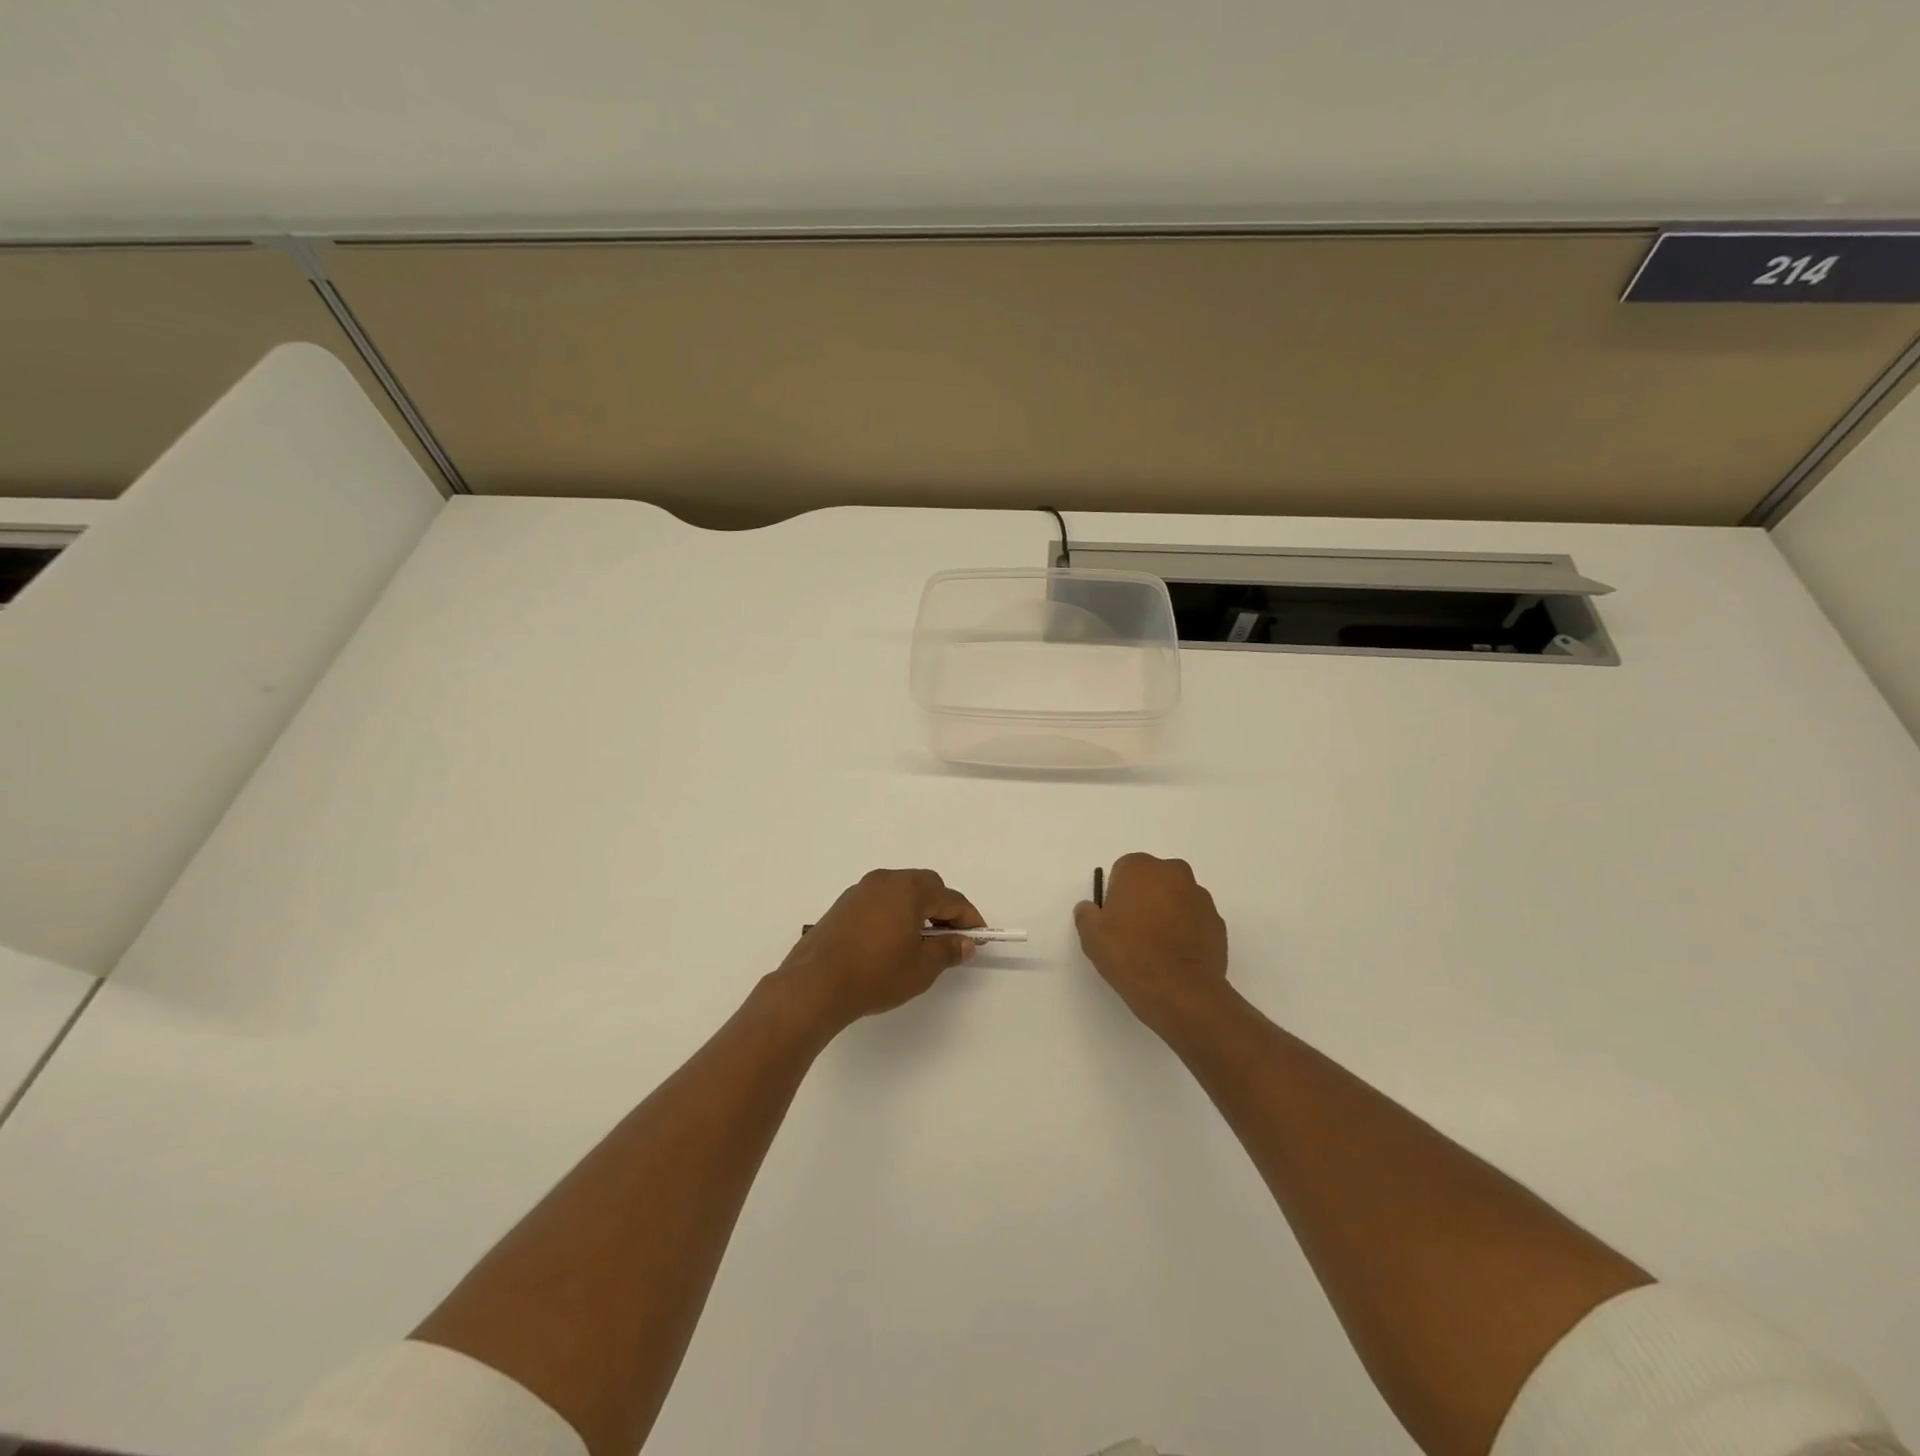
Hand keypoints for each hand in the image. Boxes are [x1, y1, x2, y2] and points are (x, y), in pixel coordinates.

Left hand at [779, 869, 984, 1033]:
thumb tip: (965, 942)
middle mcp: (885, 881)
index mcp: (909, 889)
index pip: (951, 899)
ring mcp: (861, 890)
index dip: (969, 918)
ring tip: (922, 942)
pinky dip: (894, 913)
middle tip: (952, 938)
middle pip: (926, 886)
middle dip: (944, 909)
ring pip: (901, 892)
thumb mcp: (921, 968)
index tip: (979, 937)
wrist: (815, 984)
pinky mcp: (843, 905)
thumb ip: (948, 950)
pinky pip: (880, 901)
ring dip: (918, 910)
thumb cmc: (876, 974)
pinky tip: (892, 941)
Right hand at [1075, 853, 1229, 1031]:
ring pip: (1177, 899)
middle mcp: (1174, 873)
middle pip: (1154, 880)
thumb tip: (1090, 909)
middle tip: (1133, 931)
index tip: (1114, 919)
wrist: (1178, 990)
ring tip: (1156, 948)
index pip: (1123, 871)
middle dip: (1145, 898)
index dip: (1116, 895)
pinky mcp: (1218, 923)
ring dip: (1168, 914)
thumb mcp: (1091, 935)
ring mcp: (1201, 898)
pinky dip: (1186, 932)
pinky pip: (1195, 921)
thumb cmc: (1129, 953)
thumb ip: (1087, 914)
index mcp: (1141, 867)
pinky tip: (1175, 957)